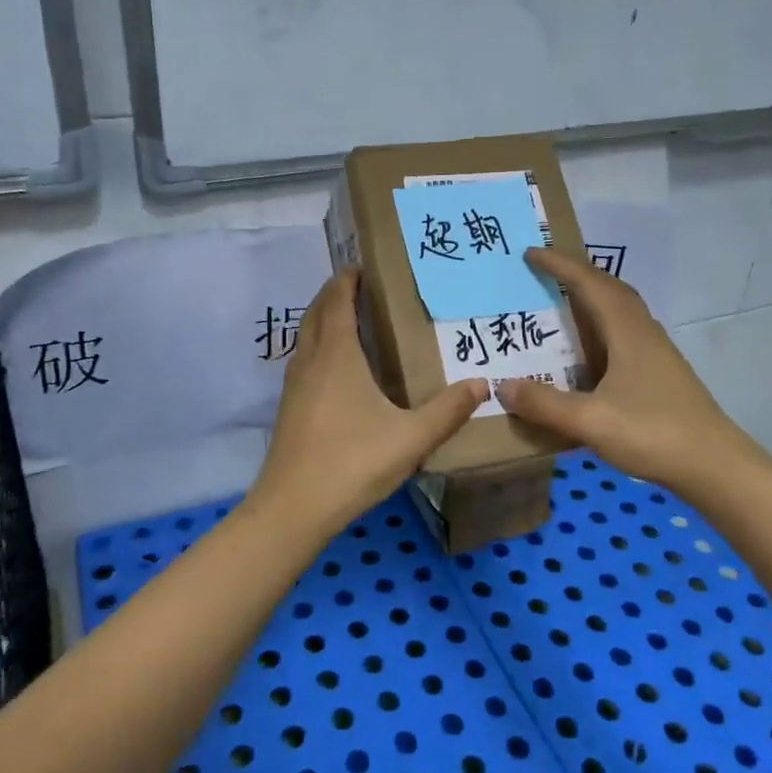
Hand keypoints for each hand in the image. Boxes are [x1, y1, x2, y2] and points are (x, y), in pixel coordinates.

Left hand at [251, 268, 487, 534]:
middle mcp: (310, 360)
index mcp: (337, 355)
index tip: (362, 265)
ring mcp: (294, 384)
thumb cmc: (352, 462)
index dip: (347, 279)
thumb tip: (482, 383)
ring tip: (350, 318)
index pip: (338, 301)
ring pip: (305, 336)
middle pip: (317, 312)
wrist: (292, 508)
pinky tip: (337, 368)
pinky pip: (303, 358)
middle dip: (334, 293)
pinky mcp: (289, 407)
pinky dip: (318, 345)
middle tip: (361, 285)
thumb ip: (447, 410)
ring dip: (323, 318)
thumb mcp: (410, 438)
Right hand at [497, 247, 770, 495]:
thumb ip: (545, 404)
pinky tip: (586, 351)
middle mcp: (643, 332)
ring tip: (559, 303)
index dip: (559, 265)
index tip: (530, 253)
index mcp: (627, 332)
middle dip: (576, 274)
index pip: (589, 284)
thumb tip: (502, 386)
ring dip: (590, 298)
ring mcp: (655, 352)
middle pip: (608, 289)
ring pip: (619, 311)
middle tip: (543, 272)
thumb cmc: (653, 434)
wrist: (714, 466)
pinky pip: (623, 333)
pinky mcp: (659, 373)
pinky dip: (599, 327)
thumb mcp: (591, 421)